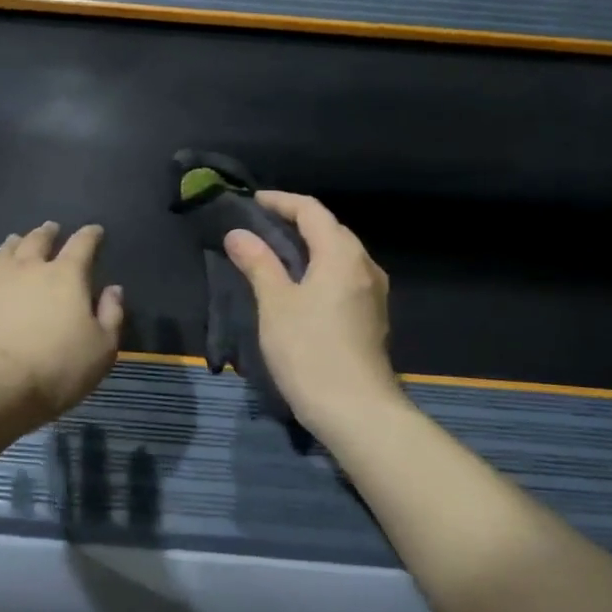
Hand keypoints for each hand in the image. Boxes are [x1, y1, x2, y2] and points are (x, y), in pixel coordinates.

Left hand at [0, 222, 124, 424]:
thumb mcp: (102, 349)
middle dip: (47, 233)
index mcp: (65, 276)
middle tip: (51, 228)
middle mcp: (27, 270)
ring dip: (13, 245)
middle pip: (37, 241)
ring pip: (3, 254)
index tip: (95, 230)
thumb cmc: (55, 369)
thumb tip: (113, 289)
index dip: (90, 235)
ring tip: (15, 240)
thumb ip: (111, 315)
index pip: (82, 245)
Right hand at [223, 192, 404, 437]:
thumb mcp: (275, 304)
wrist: (356, 411)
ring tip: (276, 254)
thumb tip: (238, 233)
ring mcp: (373, 292)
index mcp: (341, 253)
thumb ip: (258, 263)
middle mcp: (364, 264)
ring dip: (309, 246)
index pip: (311, 210)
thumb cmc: (310, 351)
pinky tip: (300, 286)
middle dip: (295, 221)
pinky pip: (344, 276)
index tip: (252, 201)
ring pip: (339, 254)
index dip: (281, 201)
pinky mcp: (372, 316)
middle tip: (260, 226)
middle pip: (330, 228)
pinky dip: (320, 268)